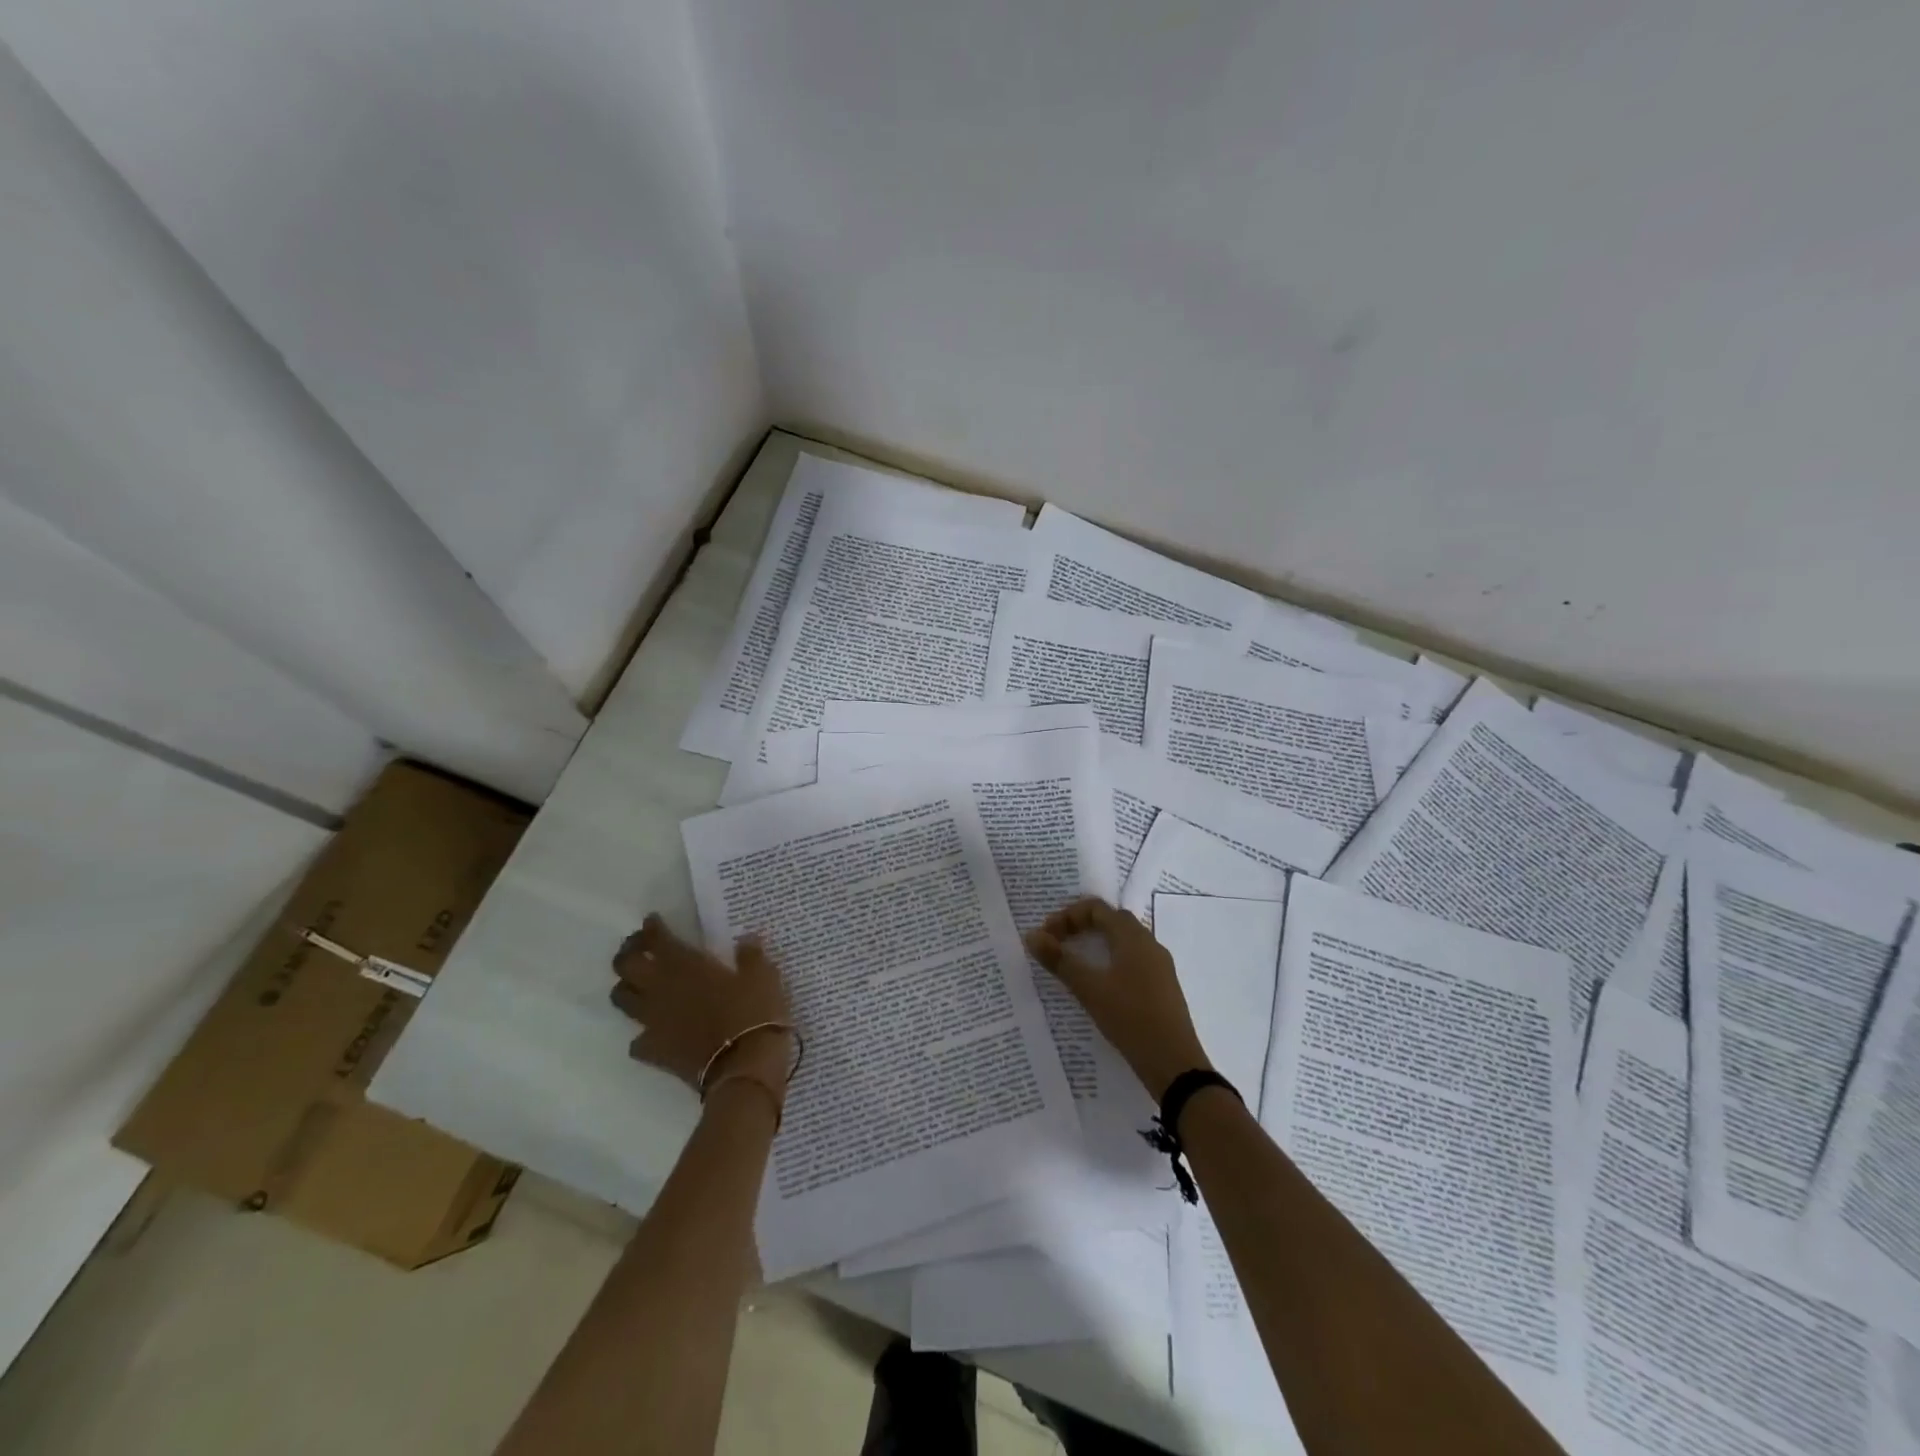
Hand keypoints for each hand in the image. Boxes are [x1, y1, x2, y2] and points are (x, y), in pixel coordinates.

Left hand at [611, 914, 793, 1094]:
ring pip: (621, 999)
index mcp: (685, 965)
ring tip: (639, 984)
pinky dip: (642, 1033)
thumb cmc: (754, 1013)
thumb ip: (750, 956)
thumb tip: (745, 940)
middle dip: (629, 952)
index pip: (656, 939)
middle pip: (626, 965)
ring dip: (626, 988)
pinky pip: (637, 1040)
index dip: (651, 928)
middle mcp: (661, 988)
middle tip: (639, 948)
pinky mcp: (654, 1051)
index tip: (653, 921)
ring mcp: (653, 1022)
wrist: (744, 1068)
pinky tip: (655, 1031)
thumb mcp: (763, 976)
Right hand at [1025, 898, 1211, 1102]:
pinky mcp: (1162, 987)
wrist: (1175, 1064)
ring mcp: (1159, 966)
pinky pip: (1133, 960)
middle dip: (1081, 926)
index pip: (1097, 909)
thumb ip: (1060, 960)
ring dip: (1097, 943)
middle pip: (1112, 920)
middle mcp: (1149, 944)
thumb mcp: (1089, 989)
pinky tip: (1100, 985)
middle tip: (1058, 943)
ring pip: (1124, 941)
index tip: (1047, 936)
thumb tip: (1032, 935)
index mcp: (1133, 938)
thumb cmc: (1131, 1018)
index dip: (1068, 916)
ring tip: (1074, 963)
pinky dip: (1111, 960)